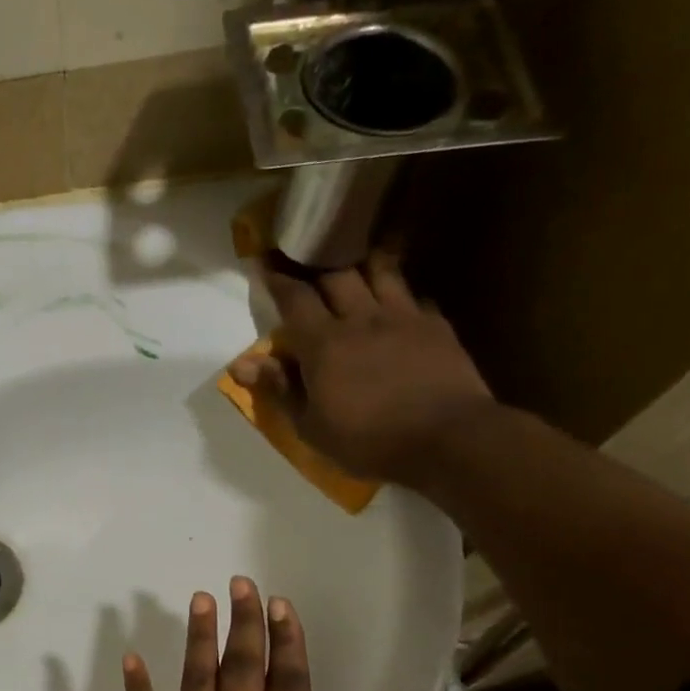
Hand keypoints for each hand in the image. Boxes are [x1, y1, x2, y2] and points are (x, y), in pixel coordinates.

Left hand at [116, 577, 395, 690]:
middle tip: (241, 583)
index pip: (289, 687)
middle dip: (244, 624)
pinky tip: (132, 656)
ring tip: (201, 600)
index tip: (280, 605)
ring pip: (196, 681)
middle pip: (242, 671)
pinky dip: (137, 687)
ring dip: (199, 638)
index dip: (287, 643)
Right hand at [230, 252, 495, 485]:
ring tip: (353, 255)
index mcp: (324, 343)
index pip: (294, 298)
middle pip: (336, 273)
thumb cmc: (368, 441)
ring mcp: (403, 317)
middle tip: (305, 250)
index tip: (264, 262)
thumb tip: (241, 364)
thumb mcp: (311, 426)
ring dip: (361, 261)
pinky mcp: (436, 326)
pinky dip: (400, 292)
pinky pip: (414, 295)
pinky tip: (399, 299)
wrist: (448, 439)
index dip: (277, 279)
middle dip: (316, 259)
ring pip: (379, 271)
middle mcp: (361, 318)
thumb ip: (279, 388)